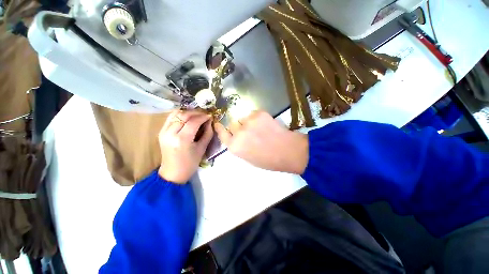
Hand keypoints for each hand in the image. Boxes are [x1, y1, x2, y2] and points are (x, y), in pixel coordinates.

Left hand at [158, 110, 212, 183]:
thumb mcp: (202, 148)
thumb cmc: (190, 163)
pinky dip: (180, 115)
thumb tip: (210, 122)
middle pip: (183, 115)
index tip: (210, 116)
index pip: (193, 122)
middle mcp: (170, 133)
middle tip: (204, 115)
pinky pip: (171, 118)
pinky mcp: (161, 131)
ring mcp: (163, 132)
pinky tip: (188, 118)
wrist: (173, 173)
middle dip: (196, 113)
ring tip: (197, 115)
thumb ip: (207, 133)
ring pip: (176, 114)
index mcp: (182, 140)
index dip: (203, 117)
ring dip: (188, 112)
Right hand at [214, 110, 308, 173]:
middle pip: (232, 124)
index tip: (218, 124)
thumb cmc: (268, 160)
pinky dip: (257, 118)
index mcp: (234, 146)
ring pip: (243, 118)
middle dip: (238, 127)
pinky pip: (253, 114)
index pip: (222, 133)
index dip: (220, 128)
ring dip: (247, 122)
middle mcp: (238, 133)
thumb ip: (238, 146)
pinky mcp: (258, 113)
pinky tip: (265, 124)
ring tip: (259, 128)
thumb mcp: (248, 158)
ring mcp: (248, 122)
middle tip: (249, 132)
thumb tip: (236, 138)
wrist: (287, 150)